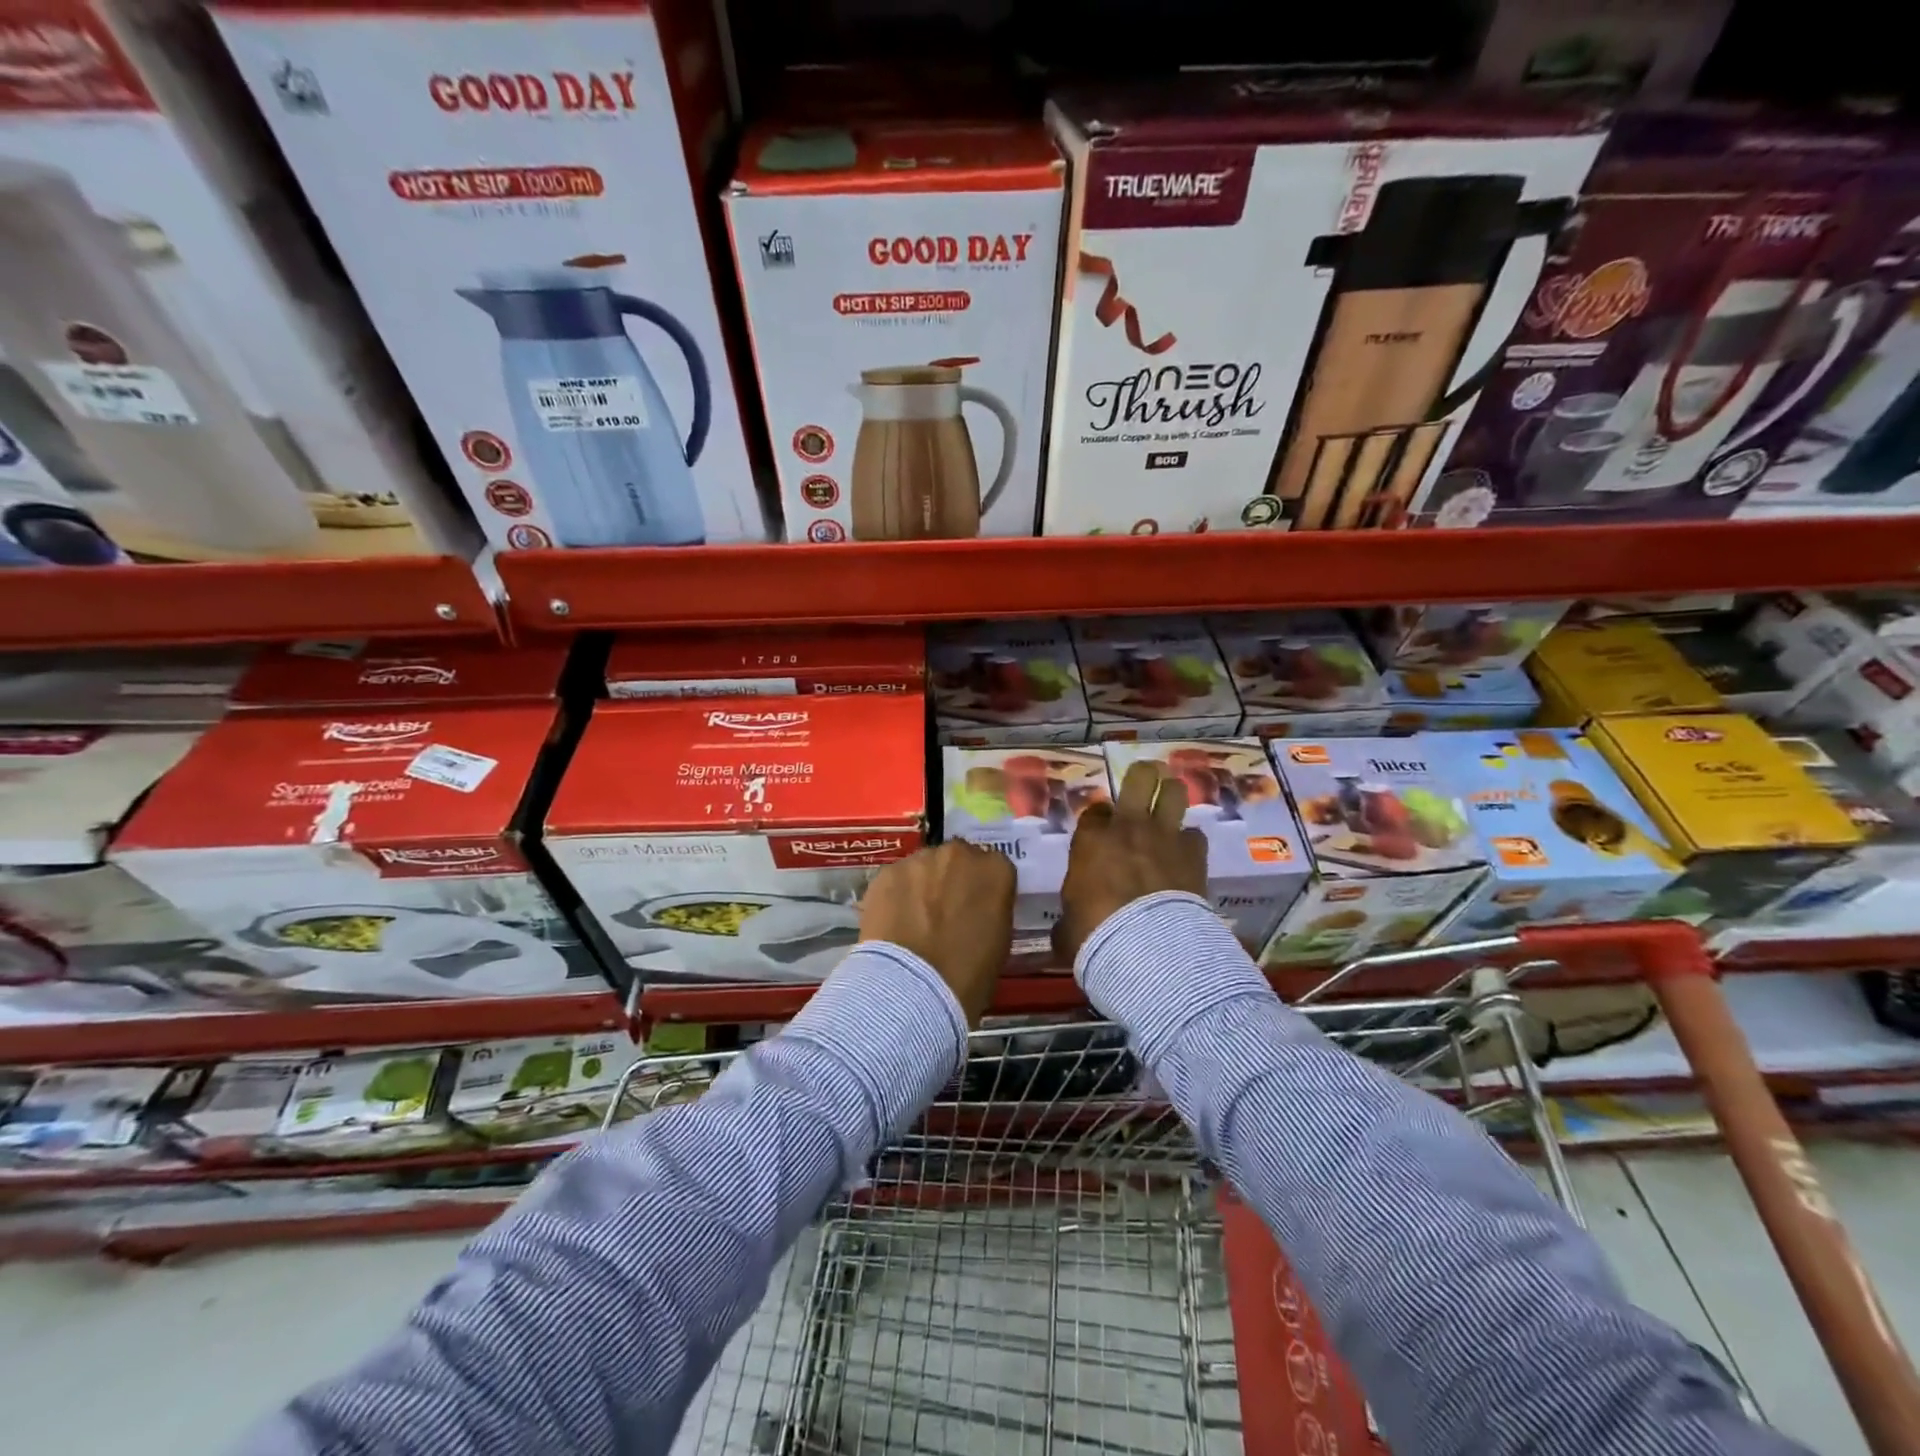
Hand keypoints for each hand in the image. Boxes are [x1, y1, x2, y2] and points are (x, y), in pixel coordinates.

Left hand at [860, 840, 1014, 1024]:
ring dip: (923, 885)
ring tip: (914, 920)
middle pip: (957, 860)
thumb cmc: (968, 976)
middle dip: (952, 880)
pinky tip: (893, 923)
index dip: (983, 890)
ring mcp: (920, 860)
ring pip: (924, 867)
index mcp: (996, 870)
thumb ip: (991, 912)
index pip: (994, 869)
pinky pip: (896, 880)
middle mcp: (959, 854)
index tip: (975, 910)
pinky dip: (896, 896)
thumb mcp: (999, 943)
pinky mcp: (886, 872)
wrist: (913, 988)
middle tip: (944, 913)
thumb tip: (976, 911)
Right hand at [1054, 759, 1206, 967]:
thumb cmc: (1095, 934)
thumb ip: (1070, 914)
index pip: (1095, 810)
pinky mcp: (1194, 854)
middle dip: (1143, 778)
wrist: (1147, 947)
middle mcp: (1128, 828)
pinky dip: (1190, 843)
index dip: (1100, 817)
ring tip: (1170, 806)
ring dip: (1172, 797)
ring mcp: (1164, 836)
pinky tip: (1186, 855)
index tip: (1102, 830)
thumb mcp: (1067, 926)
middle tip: (1144, 787)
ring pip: (1175, 792)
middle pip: (1140, 778)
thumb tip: (1068, 928)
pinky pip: (1195, 835)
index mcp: (1091, 840)